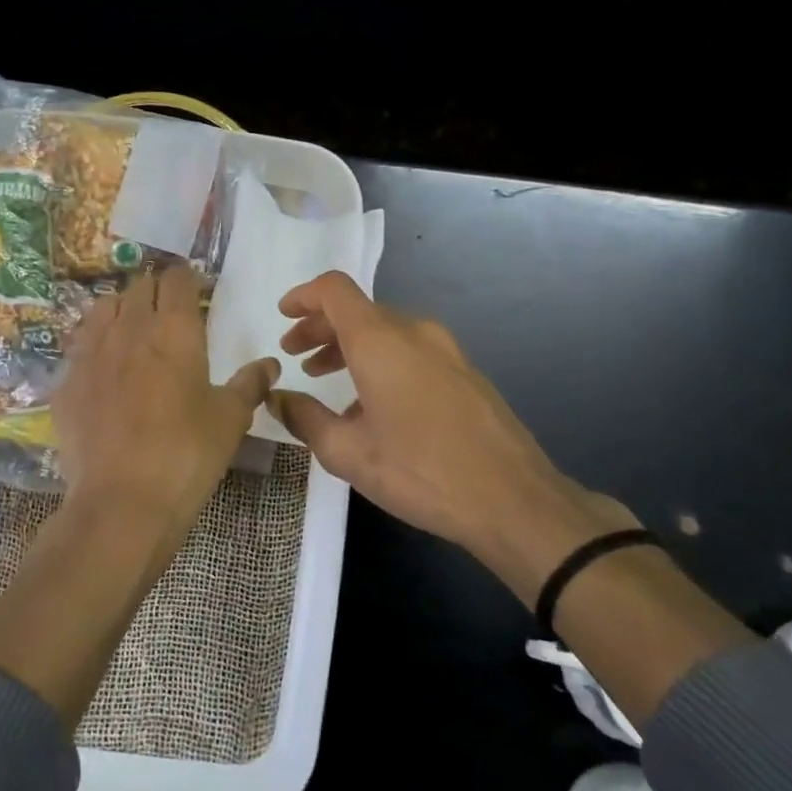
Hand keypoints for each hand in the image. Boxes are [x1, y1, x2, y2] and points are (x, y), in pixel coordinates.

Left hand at [54, 265, 279, 544]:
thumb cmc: (187, 454)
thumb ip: (250, 384)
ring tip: (133, 330)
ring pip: (104, 308)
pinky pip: (80, 346)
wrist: (122, 501)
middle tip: (169, 312)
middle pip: (139, 287)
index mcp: (175, 330)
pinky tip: (104, 369)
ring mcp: (91, 352)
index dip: (187, 279)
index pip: (177, 279)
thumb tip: (270, 364)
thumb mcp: (230, 419)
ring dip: (122, 309)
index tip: (196, 291)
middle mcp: (129, 328)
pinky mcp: (67, 381)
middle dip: (156, 291)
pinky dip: (95, 345)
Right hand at [270, 271, 636, 600]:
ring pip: (386, 332)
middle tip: (295, 355)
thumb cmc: (420, 471)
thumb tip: (277, 398)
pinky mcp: (465, 372)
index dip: (303, 296)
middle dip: (320, 328)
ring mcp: (446, 350)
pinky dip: (379, 362)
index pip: (334, 290)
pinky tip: (370, 406)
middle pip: (358, 311)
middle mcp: (414, 332)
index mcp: (380, 341)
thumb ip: (304, 418)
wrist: (514, 499)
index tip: (282, 316)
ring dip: (349, 346)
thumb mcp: (347, 453)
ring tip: (324, 377)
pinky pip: (410, 351)